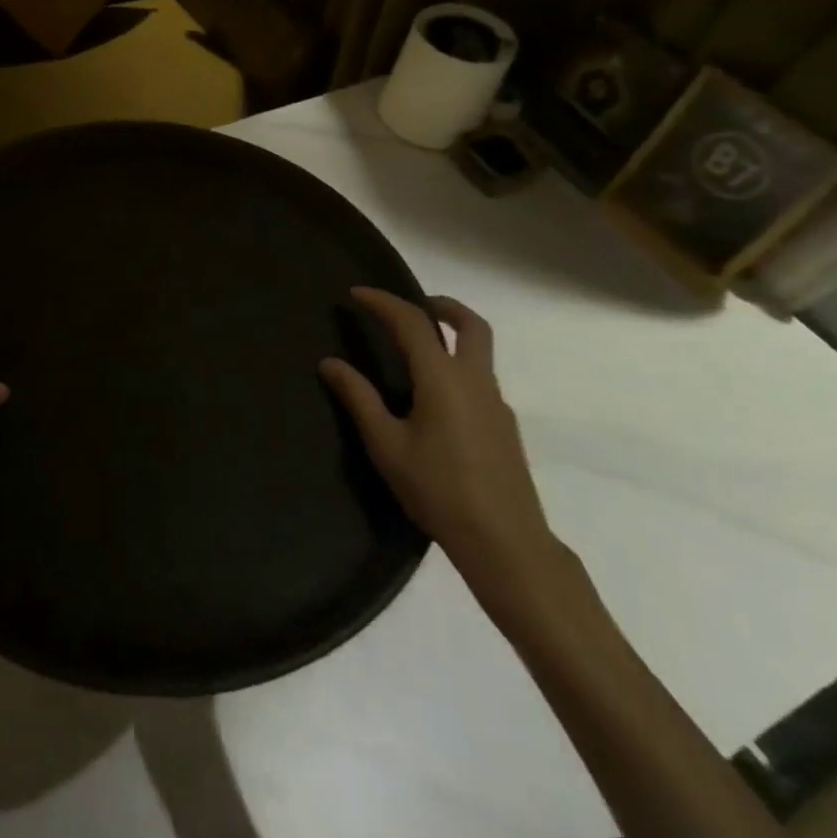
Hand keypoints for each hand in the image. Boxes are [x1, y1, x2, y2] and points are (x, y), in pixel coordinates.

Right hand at [320, 288, 563, 603]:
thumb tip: (330, 363)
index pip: (412, 323)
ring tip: (417, 349)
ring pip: (480, 351)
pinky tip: (436, 398)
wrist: (505, 543)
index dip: (383, 302)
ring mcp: (496, 403)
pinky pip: (481, 378)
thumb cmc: (438, 490)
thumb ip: (359, 398)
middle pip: (470, 325)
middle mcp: (475, 380)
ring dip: (452, 335)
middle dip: (442, 305)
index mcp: (442, 379)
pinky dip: (458, 366)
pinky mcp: (504, 426)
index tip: (357, 294)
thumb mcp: (387, 445)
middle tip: (413, 304)